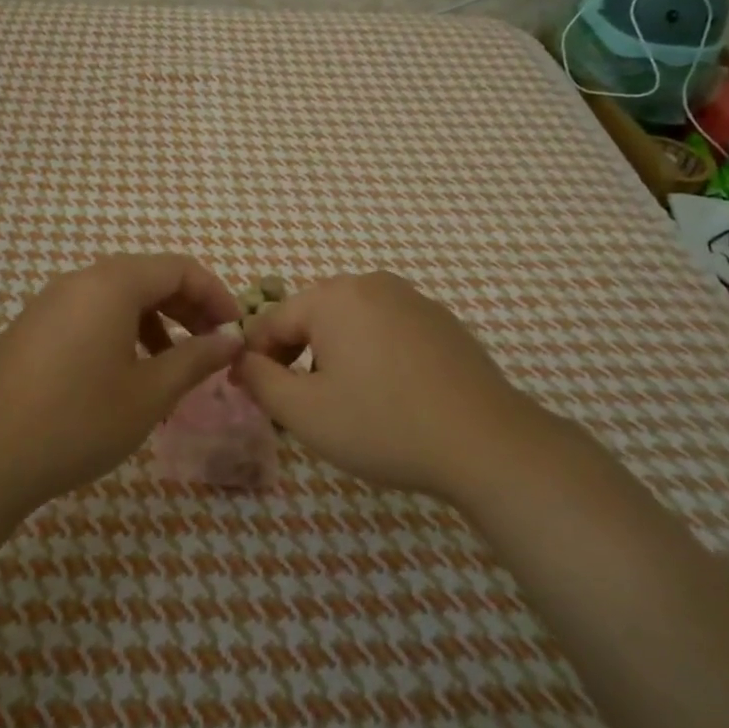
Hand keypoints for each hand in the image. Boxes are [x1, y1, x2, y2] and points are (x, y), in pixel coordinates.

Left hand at [0, 254, 242, 508]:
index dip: (215, 295)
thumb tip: (231, 340)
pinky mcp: (31, 329)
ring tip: (173, 367)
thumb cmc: (79, 420)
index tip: (234, 332)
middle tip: (212, 348)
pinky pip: (89, 315)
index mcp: (112, 284)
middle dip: (187, 308)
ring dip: (155, 323)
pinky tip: (125, 376)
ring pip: (117, 298)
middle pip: (147, 277)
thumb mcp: (150, 393)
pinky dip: (120, 333)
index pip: (179, 268)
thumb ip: (196, 359)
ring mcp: (49, 304)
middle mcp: (79, 281)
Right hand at [236, 271, 573, 501]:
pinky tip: (387, 396)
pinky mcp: (442, 322)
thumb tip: (242, 360)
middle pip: (313, 316)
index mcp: (334, 296)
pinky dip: (372, 356)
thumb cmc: (383, 425)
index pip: (272, 321)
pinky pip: (387, 331)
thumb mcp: (304, 412)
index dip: (255, 359)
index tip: (250, 394)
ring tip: (341, 402)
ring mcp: (413, 300)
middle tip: (294, 403)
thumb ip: (260, 380)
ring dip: (333, 356)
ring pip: (351, 324)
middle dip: (295, 356)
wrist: (486, 443)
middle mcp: (372, 284)